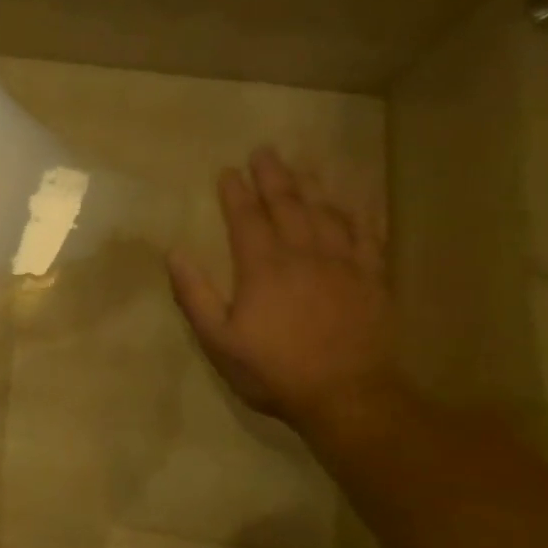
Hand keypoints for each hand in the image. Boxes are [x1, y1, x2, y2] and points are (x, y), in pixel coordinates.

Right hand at [166, 147, 398, 424]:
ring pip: (328, 212)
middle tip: (264, 151)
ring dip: (313, 184)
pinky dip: (362, 210)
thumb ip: (195, 295)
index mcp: (262, 268)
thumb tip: (174, 253)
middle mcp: (303, 255)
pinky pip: (369, 233)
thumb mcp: (218, 340)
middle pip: (288, 205)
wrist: (347, 396)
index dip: (235, 192)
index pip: (246, 218)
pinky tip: (358, 195)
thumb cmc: (272, 370)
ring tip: (304, 163)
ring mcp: (343, 264)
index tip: (227, 171)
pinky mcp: (372, 278)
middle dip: (273, 176)